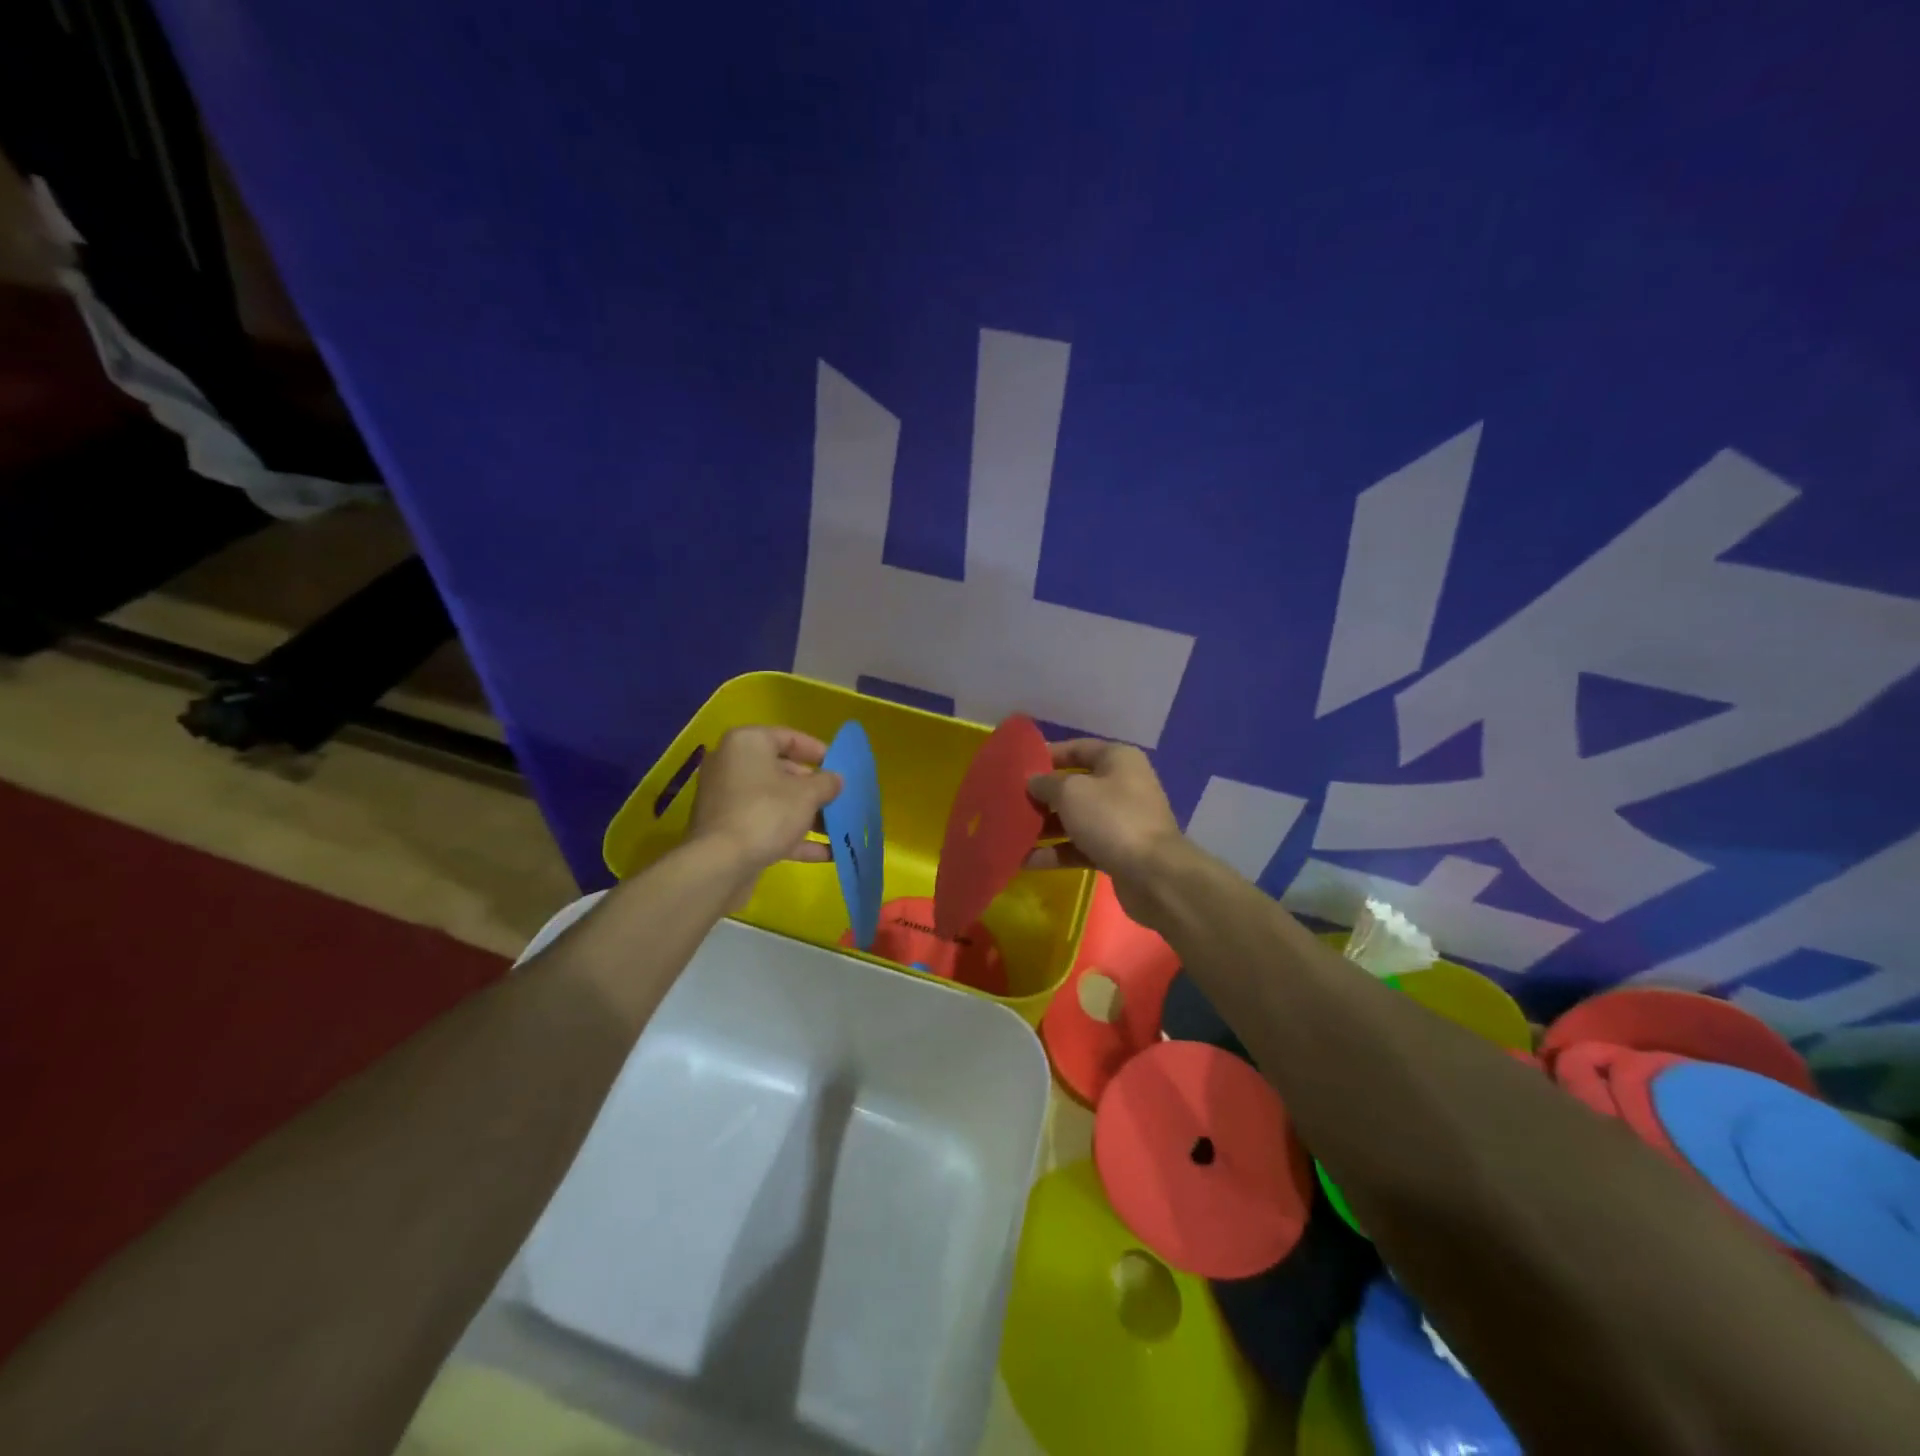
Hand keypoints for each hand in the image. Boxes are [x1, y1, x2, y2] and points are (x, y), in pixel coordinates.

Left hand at [687, 727, 841, 877]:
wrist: (720, 865)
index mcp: (746, 743)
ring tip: (840, 828)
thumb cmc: (766, 813)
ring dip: (808, 816)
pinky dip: (794, 837)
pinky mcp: (728, 831)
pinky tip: (827, 853)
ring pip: (776, 802)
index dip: (819, 751)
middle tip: (841, 799)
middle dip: (815, 789)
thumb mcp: (808, 794)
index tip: (841, 766)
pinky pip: (767, 826)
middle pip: (782, 772)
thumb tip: (836, 780)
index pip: (789, 737)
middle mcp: (732, 766)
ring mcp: (728, 801)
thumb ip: (827, 782)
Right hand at [1024, 738, 1184, 910]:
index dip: (1047, 755)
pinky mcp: (1117, 851)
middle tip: (1010, 802)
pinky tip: (1026, 860)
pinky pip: (1080, 846)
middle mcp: (1122, 785)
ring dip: (1045, 826)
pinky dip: (1056, 852)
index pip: (1077, 748)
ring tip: (1012, 833)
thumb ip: (1046, 783)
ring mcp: (1121, 821)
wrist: (1154, 875)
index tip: (1018, 766)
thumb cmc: (1112, 818)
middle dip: (1043, 796)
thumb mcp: (1071, 792)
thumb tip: (1033, 782)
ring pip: (1075, 818)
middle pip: (1074, 786)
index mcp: (1118, 759)